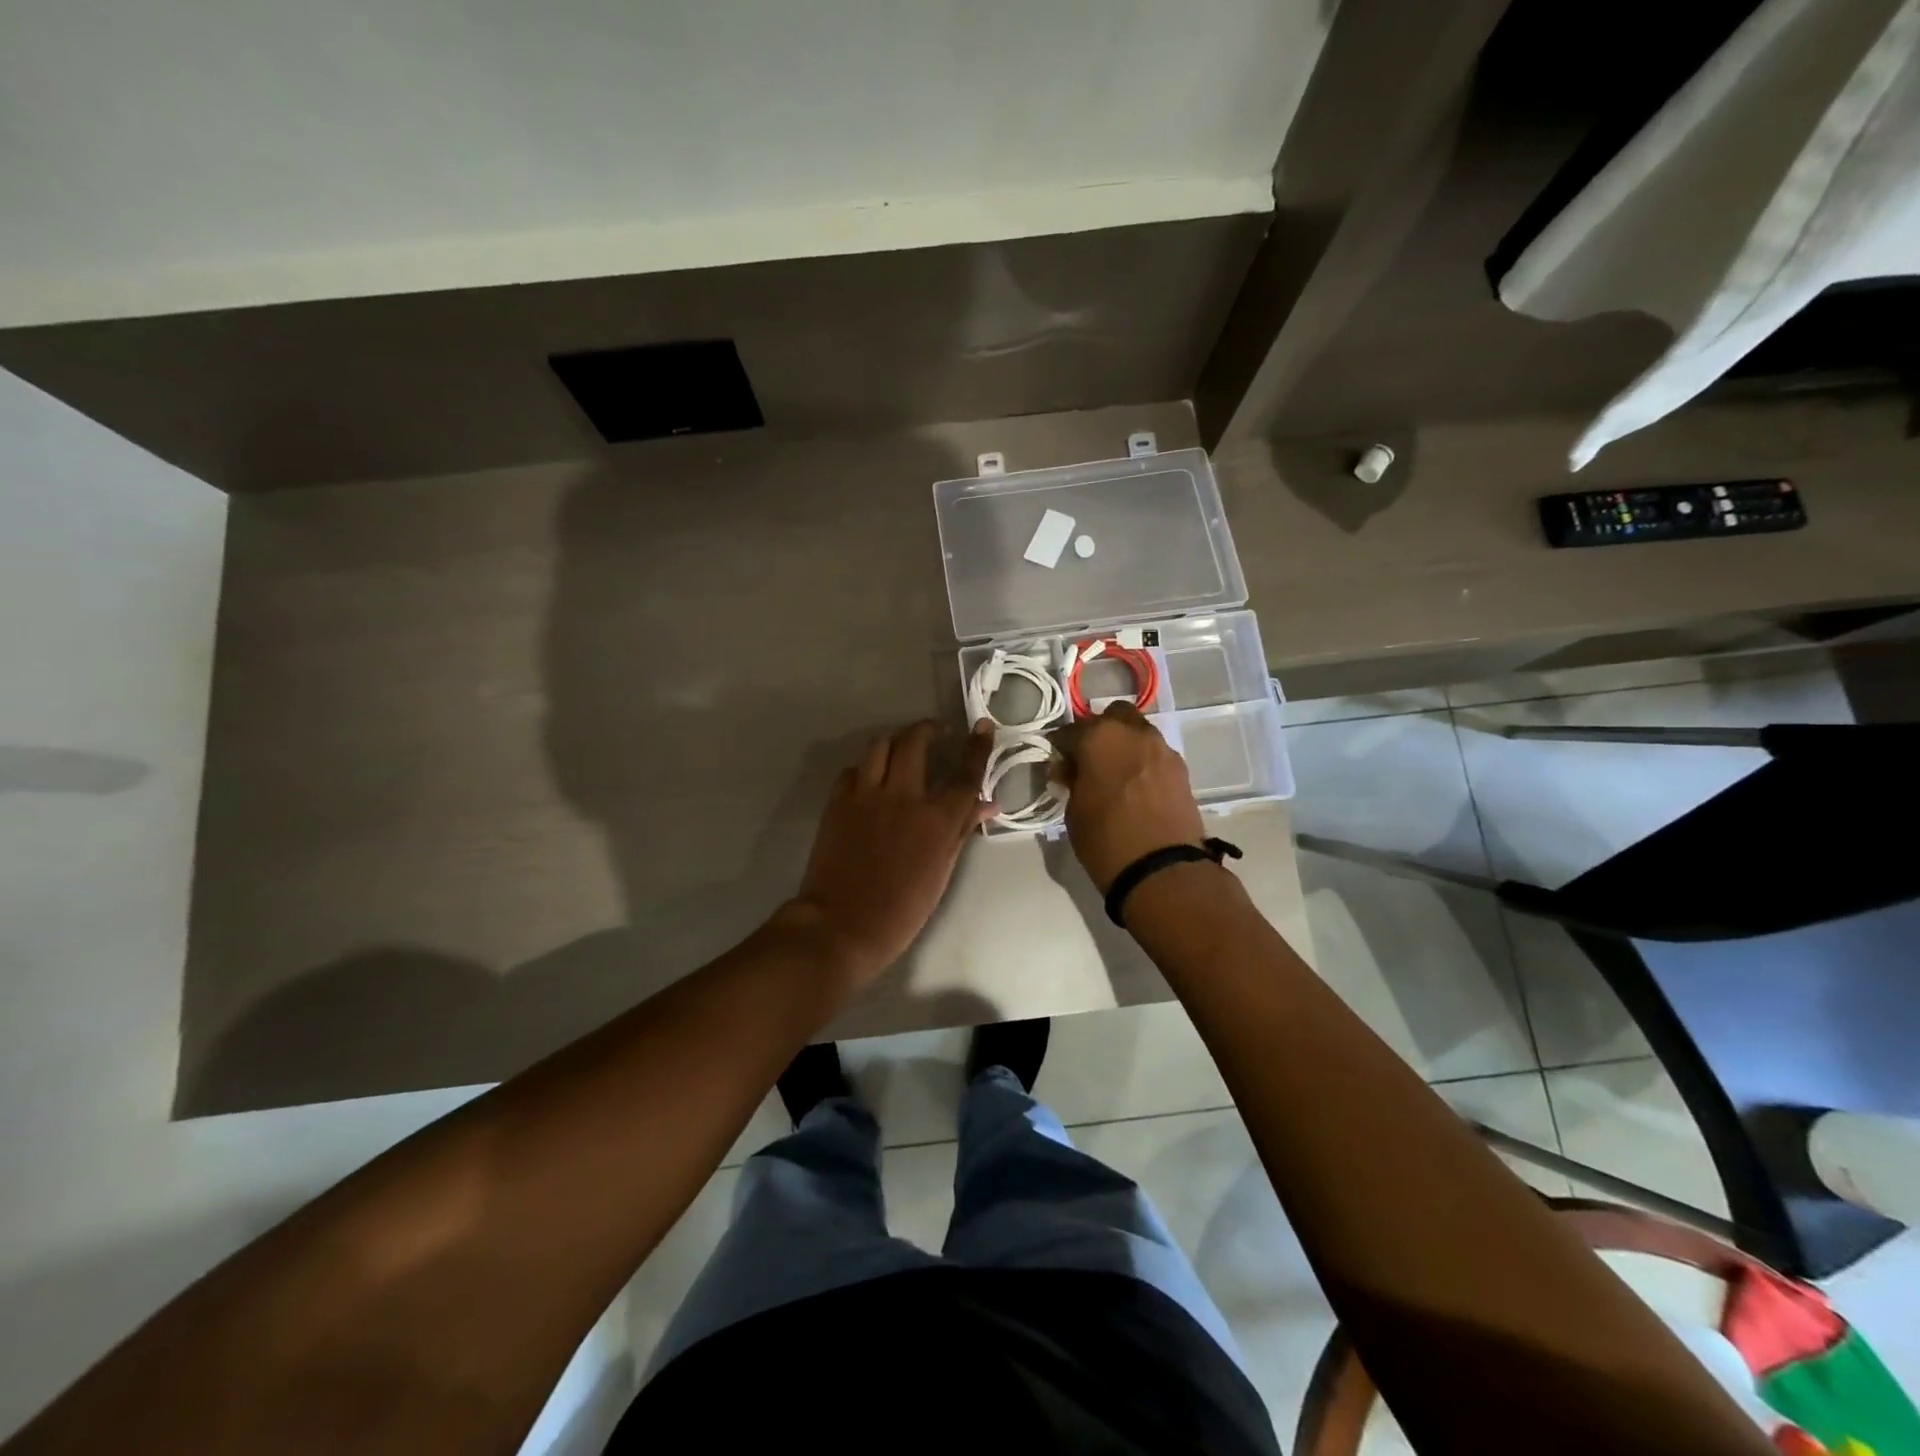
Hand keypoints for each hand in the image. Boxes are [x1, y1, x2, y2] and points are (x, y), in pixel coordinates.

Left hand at [784, 721, 993, 990]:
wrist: (842, 924)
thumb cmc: (902, 909)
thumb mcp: (942, 872)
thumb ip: (962, 831)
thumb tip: (987, 804)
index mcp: (936, 820)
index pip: (965, 774)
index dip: (977, 747)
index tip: (982, 726)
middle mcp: (903, 797)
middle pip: (916, 742)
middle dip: (928, 728)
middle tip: (936, 732)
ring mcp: (866, 795)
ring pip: (881, 746)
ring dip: (896, 740)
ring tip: (903, 747)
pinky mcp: (838, 801)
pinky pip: (854, 769)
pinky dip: (867, 768)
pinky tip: (871, 779)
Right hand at [1050, 703, 1204, 891]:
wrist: (1162, 870)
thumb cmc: (1105, 839)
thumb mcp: (1074, 811)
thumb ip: (1072, 781)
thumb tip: (1069, 769)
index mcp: (1100, 737)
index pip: (1071, 731)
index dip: (1061, 746)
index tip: (1057, 760)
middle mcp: (1134, 733)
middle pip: (1113, 717)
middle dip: (1100, 732)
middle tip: (1089, 759)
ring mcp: (1162, 749)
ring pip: (1139, 733)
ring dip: (1125, 745)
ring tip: (1115, 774)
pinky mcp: (1182, 769)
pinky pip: (1155, 755)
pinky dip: (1144, 763)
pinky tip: (1136, 787)